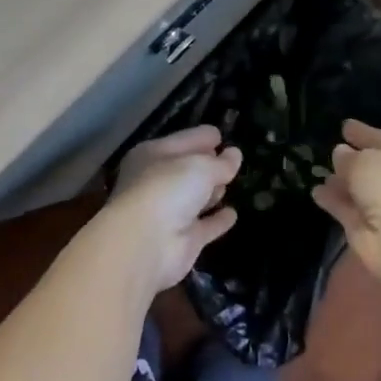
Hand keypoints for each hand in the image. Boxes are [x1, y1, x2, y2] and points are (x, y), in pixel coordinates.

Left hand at [106, 126, 243, 292]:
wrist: (145, 245)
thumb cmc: (167, 189)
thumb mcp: (200, 166)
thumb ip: (220, 162)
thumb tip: (235, 155)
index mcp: (153, 156)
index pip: (182, 140)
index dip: (201, 137)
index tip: (221, 135)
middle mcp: (158, 182)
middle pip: (187, 169)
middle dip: (208, 163)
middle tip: (230, 159)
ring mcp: (170, 213)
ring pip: (195, 197)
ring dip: (212, 191)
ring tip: (232, 182)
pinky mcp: (183, 240)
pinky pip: (205, 225)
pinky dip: (218, 220)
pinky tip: (232, 214)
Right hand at [313, 119, 380, 288]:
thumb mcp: (367, 161)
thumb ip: (350, 157)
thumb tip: (340, 154)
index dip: (365, 134)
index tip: (345, 126)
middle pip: (374, 168)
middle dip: (352, 160)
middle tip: (332, 151)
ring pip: (359, 190)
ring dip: (341, 182)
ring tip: (320, 171)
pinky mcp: (368, 231)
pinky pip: (347, 209)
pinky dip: (333, 201)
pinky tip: (316, 191)